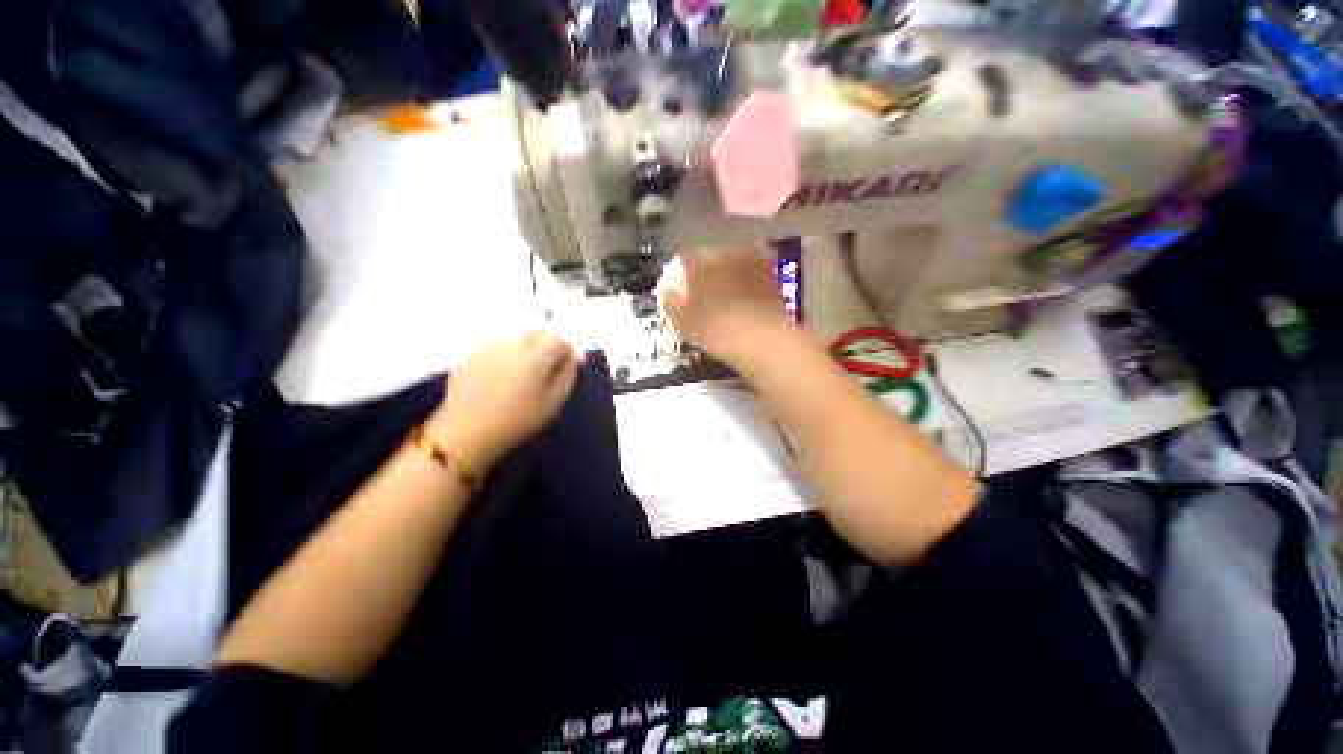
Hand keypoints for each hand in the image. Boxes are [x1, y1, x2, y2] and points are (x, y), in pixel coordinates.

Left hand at [424, 331, 582, 476]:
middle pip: (536, 332)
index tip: (567, 362)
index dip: (566, 348)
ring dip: (526, 346)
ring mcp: (489, 347)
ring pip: (516, 336)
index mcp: (535, 358)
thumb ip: (567, 376)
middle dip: (546, 343)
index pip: (558, 339)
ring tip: (524, 368)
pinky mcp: (471, 353)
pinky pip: (497, 344)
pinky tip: (502, 372)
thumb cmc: (517, 421)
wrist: (466, 432)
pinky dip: (506, 352)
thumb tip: (576, 357)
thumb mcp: (552, 403)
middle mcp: (512, 345)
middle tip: (548, 364)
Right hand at [661, 248, 796, 364]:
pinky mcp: (772, 273)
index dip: (684, 276)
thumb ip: (671, 303)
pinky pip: (754, 272)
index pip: (685, 260)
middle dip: (708, 273)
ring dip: (730, 274)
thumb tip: (668, 291)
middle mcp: (724, 254)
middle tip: (707, 296)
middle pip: (711, 258)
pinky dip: (750, 282)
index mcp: (699, 263)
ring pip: (734, 263)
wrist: (763, 339)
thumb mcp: (683, 323)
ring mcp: (751, 260)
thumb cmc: (716, 330)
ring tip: (731, 298)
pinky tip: (749, 300)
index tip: (685, 291)